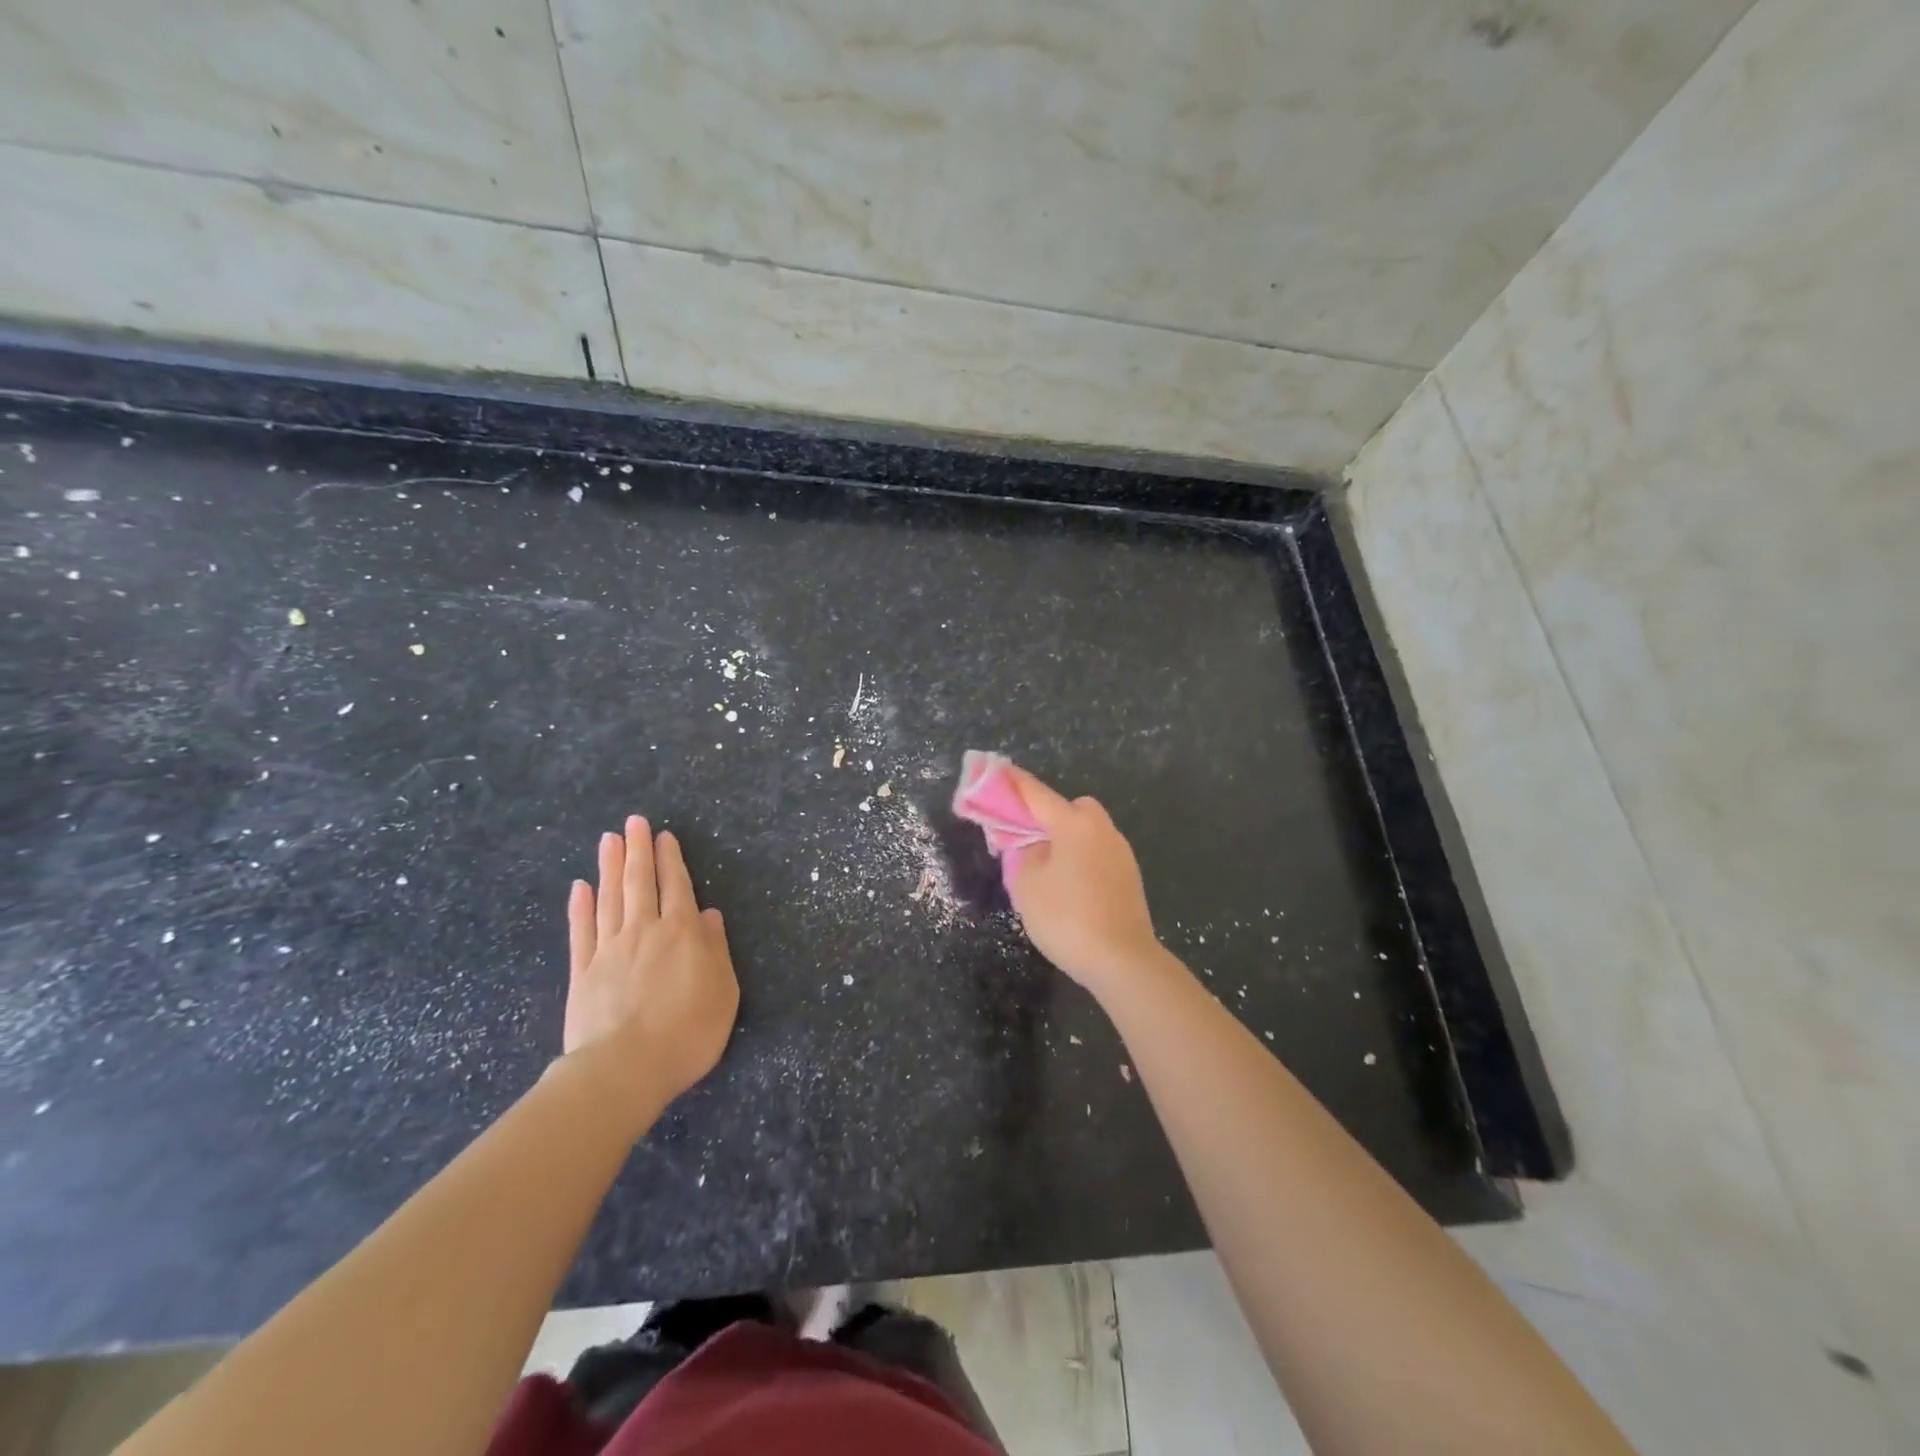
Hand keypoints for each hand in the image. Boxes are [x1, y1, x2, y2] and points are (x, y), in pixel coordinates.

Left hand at [563, 816, 738, 1106]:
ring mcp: (609, 949)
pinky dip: (580, 906)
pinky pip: (581, 930)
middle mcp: (645, 930)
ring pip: (610, 897)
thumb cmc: (687, 1032)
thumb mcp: (723, 991)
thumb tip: (708, 914)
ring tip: (609, 840)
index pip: (677, 886)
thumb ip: (715, 949)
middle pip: (640, 882)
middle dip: (638, 850)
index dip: (671, 859)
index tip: (664, 836)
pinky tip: (580, 887)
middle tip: (634, 822)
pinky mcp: (582, 972)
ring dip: (610, 866)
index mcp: (682, 933)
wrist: (624, 1069)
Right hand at [1002, 767, 1166, 995]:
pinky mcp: (1129, 876)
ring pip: (1086, 832)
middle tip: (1026, 839)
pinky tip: (1070, 886)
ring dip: (1066, 839)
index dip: (1013, 783)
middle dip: (1048, 815)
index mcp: (1074, 824)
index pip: (1036, 794)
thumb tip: (1035, 846)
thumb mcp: (1028, 884)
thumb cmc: (1067, 918)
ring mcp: (1120, 852)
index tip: (996, 769)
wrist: (1122, 960)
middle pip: (1070, 809)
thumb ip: (1023, 854)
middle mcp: (1101, 829)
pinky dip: (1081, 859)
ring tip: (1045, 869)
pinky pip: (1097, 853)